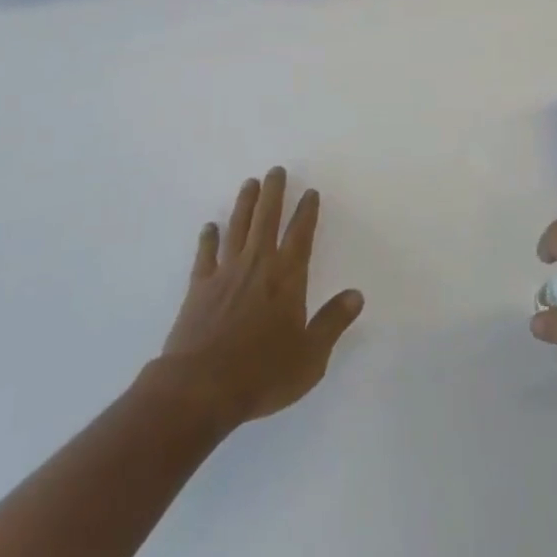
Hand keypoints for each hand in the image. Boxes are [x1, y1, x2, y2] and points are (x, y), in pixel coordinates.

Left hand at [155, 168, 364, 432]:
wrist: (201, 387)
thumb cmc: (262, 374)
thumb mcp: (310, 357)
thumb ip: (333, 322)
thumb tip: (356, 294)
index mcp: (287, 277)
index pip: (300, 234)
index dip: (307, 211)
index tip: (310, 192)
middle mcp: (258, 264)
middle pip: (267, 218)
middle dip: (274, 192)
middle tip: (276, 170)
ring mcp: (226, 272)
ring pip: (237, 226)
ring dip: (244, 203)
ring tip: (249, 182)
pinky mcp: (200, 286)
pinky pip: (205, 254)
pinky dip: (208, 238)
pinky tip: (209, 227)